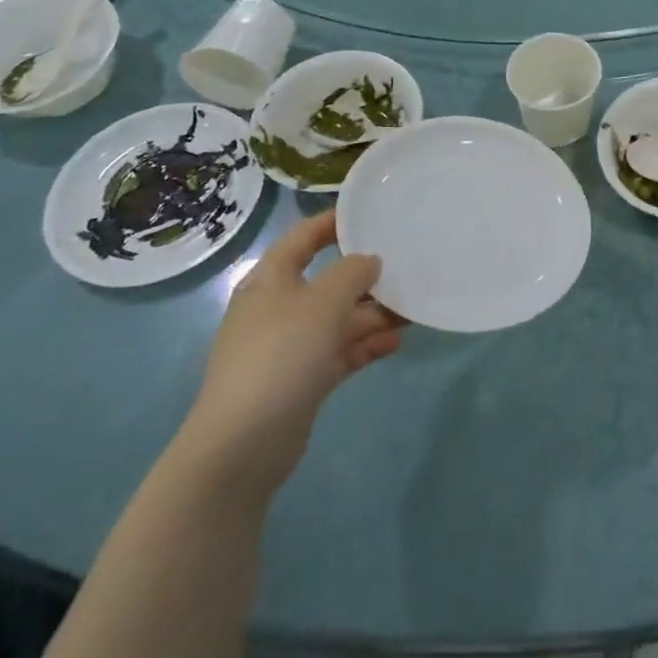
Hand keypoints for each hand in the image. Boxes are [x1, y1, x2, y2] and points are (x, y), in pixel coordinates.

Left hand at [181, 211, 404, 493]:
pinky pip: (341, 351)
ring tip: (413, 309)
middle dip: (367, 277)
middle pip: (328, 281)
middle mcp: (279, 308)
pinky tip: (398, 342)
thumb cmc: (281, 354)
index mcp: (271, 280)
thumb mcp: (323, 303)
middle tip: (407, 268)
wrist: (244, 443)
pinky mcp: (303, 378)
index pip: (303, 238)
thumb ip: (352, 273)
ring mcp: (290, 346)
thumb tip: (369, 261)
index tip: (370, 213)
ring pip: (339, 319)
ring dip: (374, 314)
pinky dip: (367, 345)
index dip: (333, 223)